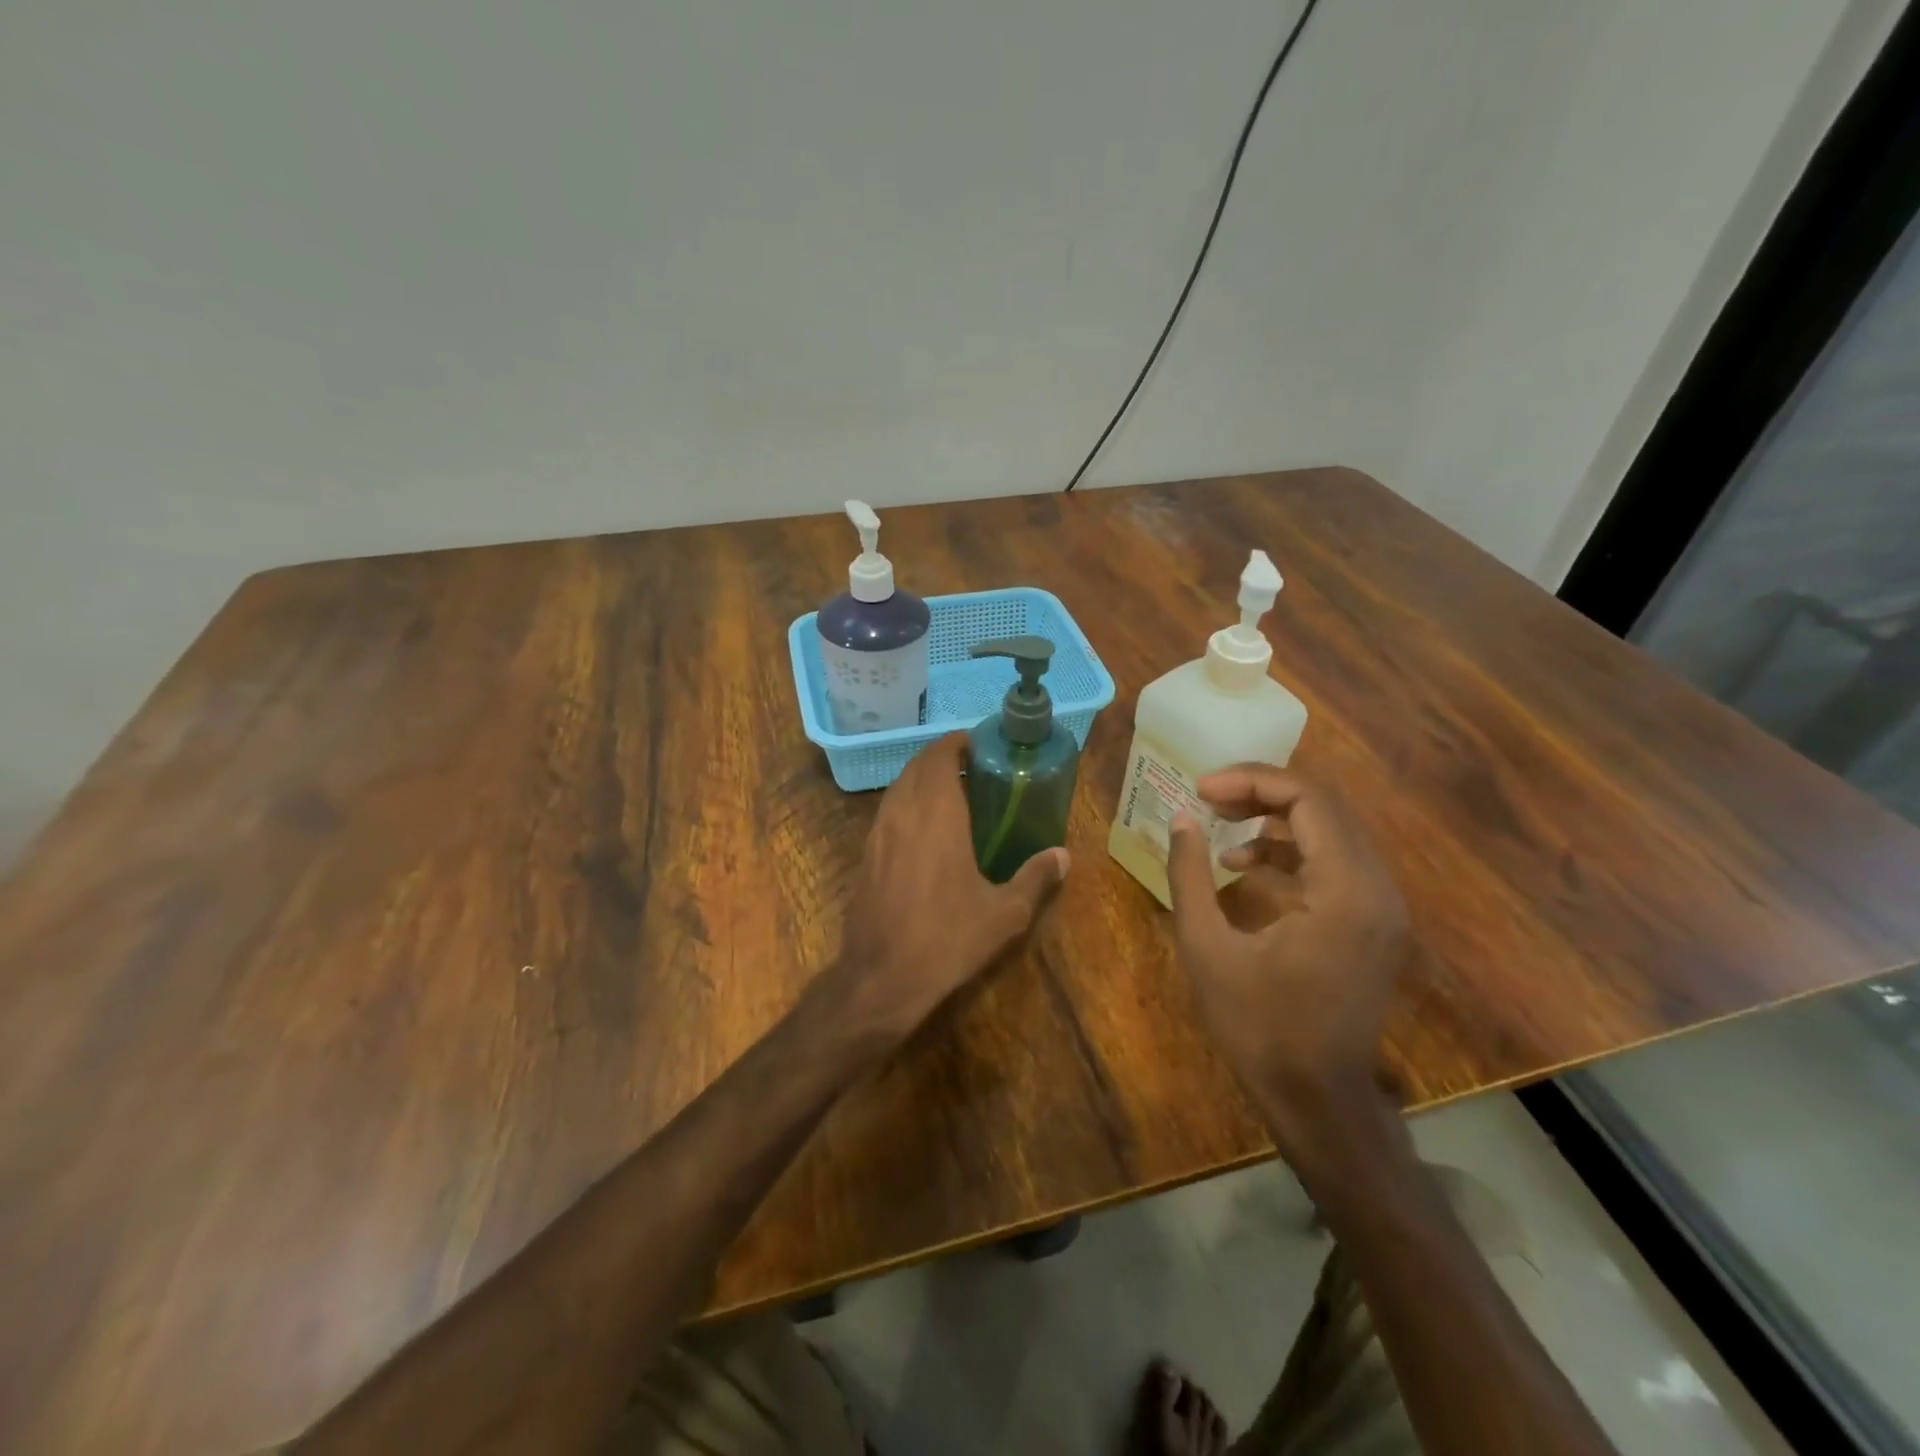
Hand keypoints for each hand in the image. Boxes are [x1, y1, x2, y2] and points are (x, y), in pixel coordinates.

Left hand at [832, 733, 1068, 1039]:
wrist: (880, 978)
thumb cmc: (946, 939)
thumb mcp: (1003, 914)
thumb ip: (1035, 878)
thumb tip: (1063, 855)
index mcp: (936, 815)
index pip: (940, 756)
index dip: (958, 743)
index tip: (982, 744)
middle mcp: (902, 813)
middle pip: (917, 765)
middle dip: (943, 757)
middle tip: (975, 767)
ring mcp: (878, 833)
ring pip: (899, 786)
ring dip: (923, 778)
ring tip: (954, 792)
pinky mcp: (866, 854)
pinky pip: (888, 810)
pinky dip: (908, 802)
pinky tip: (927, 829)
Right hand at [1166, 765, 1408, 1157]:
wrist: (1317, 1100)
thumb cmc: (1258, 1026)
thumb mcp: (1206, 947)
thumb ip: (1190, 874)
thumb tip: (1181, 817)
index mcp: (1345, 890)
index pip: (1308, 800)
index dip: (1251, 781)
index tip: (1200, 789)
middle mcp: (1377, 888)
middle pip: (1325, 807)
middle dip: (1261, 792)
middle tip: (1207, 797)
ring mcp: (1381, 908)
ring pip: (1332, 831)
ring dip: (1275, 820)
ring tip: (1220, 824)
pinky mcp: (1373, 924)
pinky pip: (1335, 863)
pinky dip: (1291, 852)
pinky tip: (1244, 866)